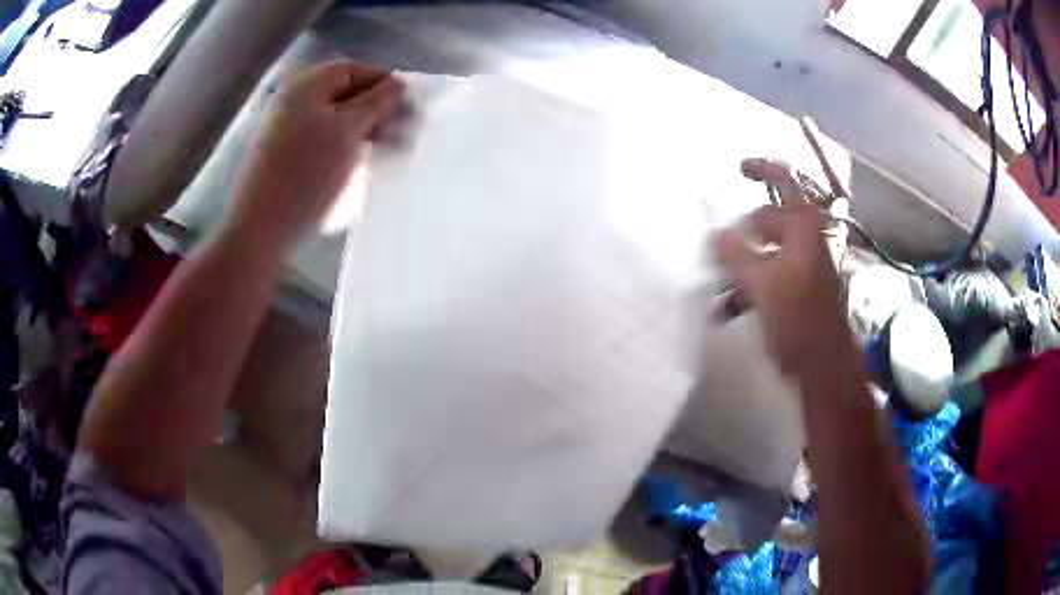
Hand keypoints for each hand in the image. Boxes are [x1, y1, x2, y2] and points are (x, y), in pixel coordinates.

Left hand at [229, 60, 404, 246]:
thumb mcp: (349, 130)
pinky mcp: (286, 153)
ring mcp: (287, 127)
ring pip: (336, 118)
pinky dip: (345, 144)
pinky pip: (323, 138)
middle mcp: (295, 99)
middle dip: (377, 110)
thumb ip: (378, 101)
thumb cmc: (307, 173)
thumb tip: (399, 84)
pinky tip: (360, 162)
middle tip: (403, 136)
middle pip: (345, 93)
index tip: (409, 111)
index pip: (355, 71)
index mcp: (307, 84)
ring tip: (388, 152)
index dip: (385, 86)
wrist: (261, 228)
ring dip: (365, 129)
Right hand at [714, 160, 848, 374]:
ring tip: (714, 288)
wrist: (823, 367)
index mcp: (802, 229)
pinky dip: (747, 290)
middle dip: (739, 236)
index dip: (763, 170)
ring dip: (738, 268)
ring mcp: (801, 267)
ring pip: (763, 253)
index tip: (737, 170)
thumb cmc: (797, 319)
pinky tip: (723, 311)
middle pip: (766, 222)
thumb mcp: (761, 284)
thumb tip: (716, 233)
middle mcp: (804, 242)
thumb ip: (736, 254)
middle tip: (715, 249)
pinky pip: (767, 279)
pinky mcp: (796, 291)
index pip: (786, 183)